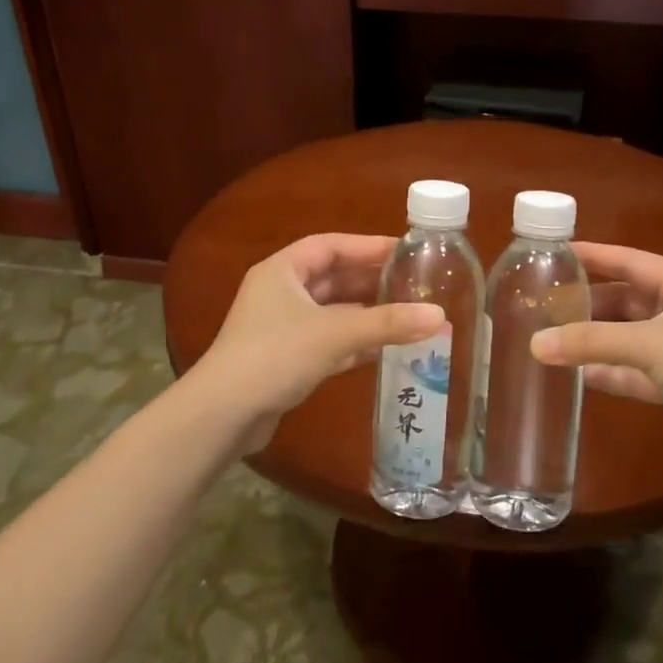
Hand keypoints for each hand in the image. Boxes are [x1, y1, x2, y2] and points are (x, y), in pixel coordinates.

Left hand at [193, 234, 444, 453]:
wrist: (222, 416)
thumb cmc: (275, 356)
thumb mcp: (335, 334)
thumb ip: (387, 323)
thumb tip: (440, 315)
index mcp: (282, 270)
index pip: (331, 246)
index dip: (368, 246)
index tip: (405, 251)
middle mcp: (280, 292)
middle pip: (333, 278)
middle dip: (372, 281)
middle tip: (414, 283)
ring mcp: (282, 327)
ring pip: (333, 312)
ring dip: (367, 314)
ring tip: (409, 314)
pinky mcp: (286, 359)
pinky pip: (329, 341)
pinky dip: (355, 343)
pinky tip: (386, 349)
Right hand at [531, 243, 662, 484]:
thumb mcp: (646, 345)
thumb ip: (589, 342)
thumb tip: (535, 344)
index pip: (630, 260)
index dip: (594, 255)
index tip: (556, 251)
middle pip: (625, 299)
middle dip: (588, 302)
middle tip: (546, 303)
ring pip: (627, 336)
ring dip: (595, 339)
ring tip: (553, 337)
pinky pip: (634, 371)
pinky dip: (609, 372)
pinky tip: (578, 376)